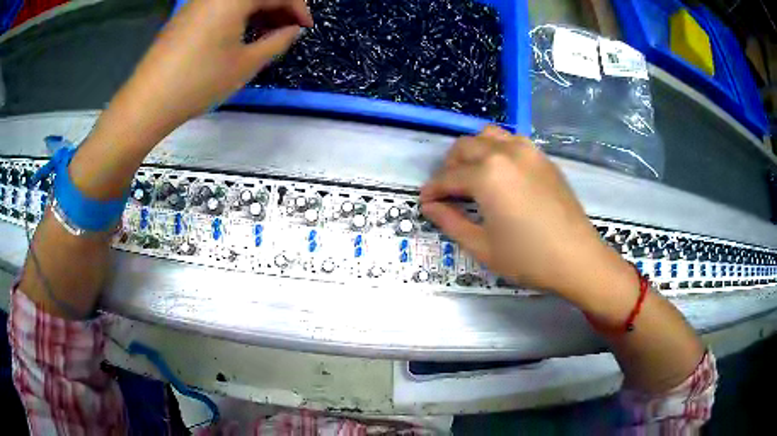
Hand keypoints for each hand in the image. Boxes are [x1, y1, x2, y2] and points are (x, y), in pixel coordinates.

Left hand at [119, 0, 312, 131]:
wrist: (148, 102)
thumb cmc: (199, 81)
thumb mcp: (246, 64)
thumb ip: (277, 41)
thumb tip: (293, 30)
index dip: (298, 8)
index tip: (305, 28)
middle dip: (278, 7)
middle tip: (287, 31)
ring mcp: (198, 2)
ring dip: (258, 11)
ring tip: (265, 34)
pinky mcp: (185, 15)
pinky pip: (220, 5)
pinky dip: (237, 14)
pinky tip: (239, 34)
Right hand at [420, 126, 635, 310]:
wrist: (577, 258)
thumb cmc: (527, 258)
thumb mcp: (482, 246)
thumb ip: (450, 221)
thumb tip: (429, 206)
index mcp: (487, 174)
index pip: (448, 177)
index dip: (433, 190)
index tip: (424, 201)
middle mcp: (505, 152)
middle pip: (464, 147)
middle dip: (449, 166)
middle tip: (447, 191)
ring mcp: (527, 151)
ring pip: (488, 136)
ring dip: (473, 151)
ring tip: (472, 175)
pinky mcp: (543, 157)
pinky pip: (511, 141)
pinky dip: (496, 150)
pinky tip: (500, 173)